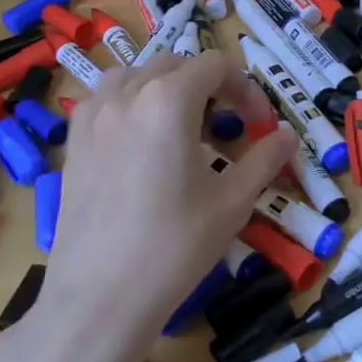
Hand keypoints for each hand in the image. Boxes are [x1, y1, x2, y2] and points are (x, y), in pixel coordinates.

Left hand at [0, 52, 295, 361]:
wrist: (101, 297)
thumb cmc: (175, 246)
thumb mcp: (233, 202)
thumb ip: (265, 159)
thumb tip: (287, 136)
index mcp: (168, 101)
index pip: (215, 66)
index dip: (246, 89)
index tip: (260, 125)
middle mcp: (126, 96)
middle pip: (175, 64)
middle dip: (209, 85)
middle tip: (228, 125)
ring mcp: (92, 117)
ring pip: (134, 75)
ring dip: (166, 87)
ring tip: (183, 125)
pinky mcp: (73, 144)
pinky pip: (104, 101)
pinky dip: (130, 103)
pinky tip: (141, 141)